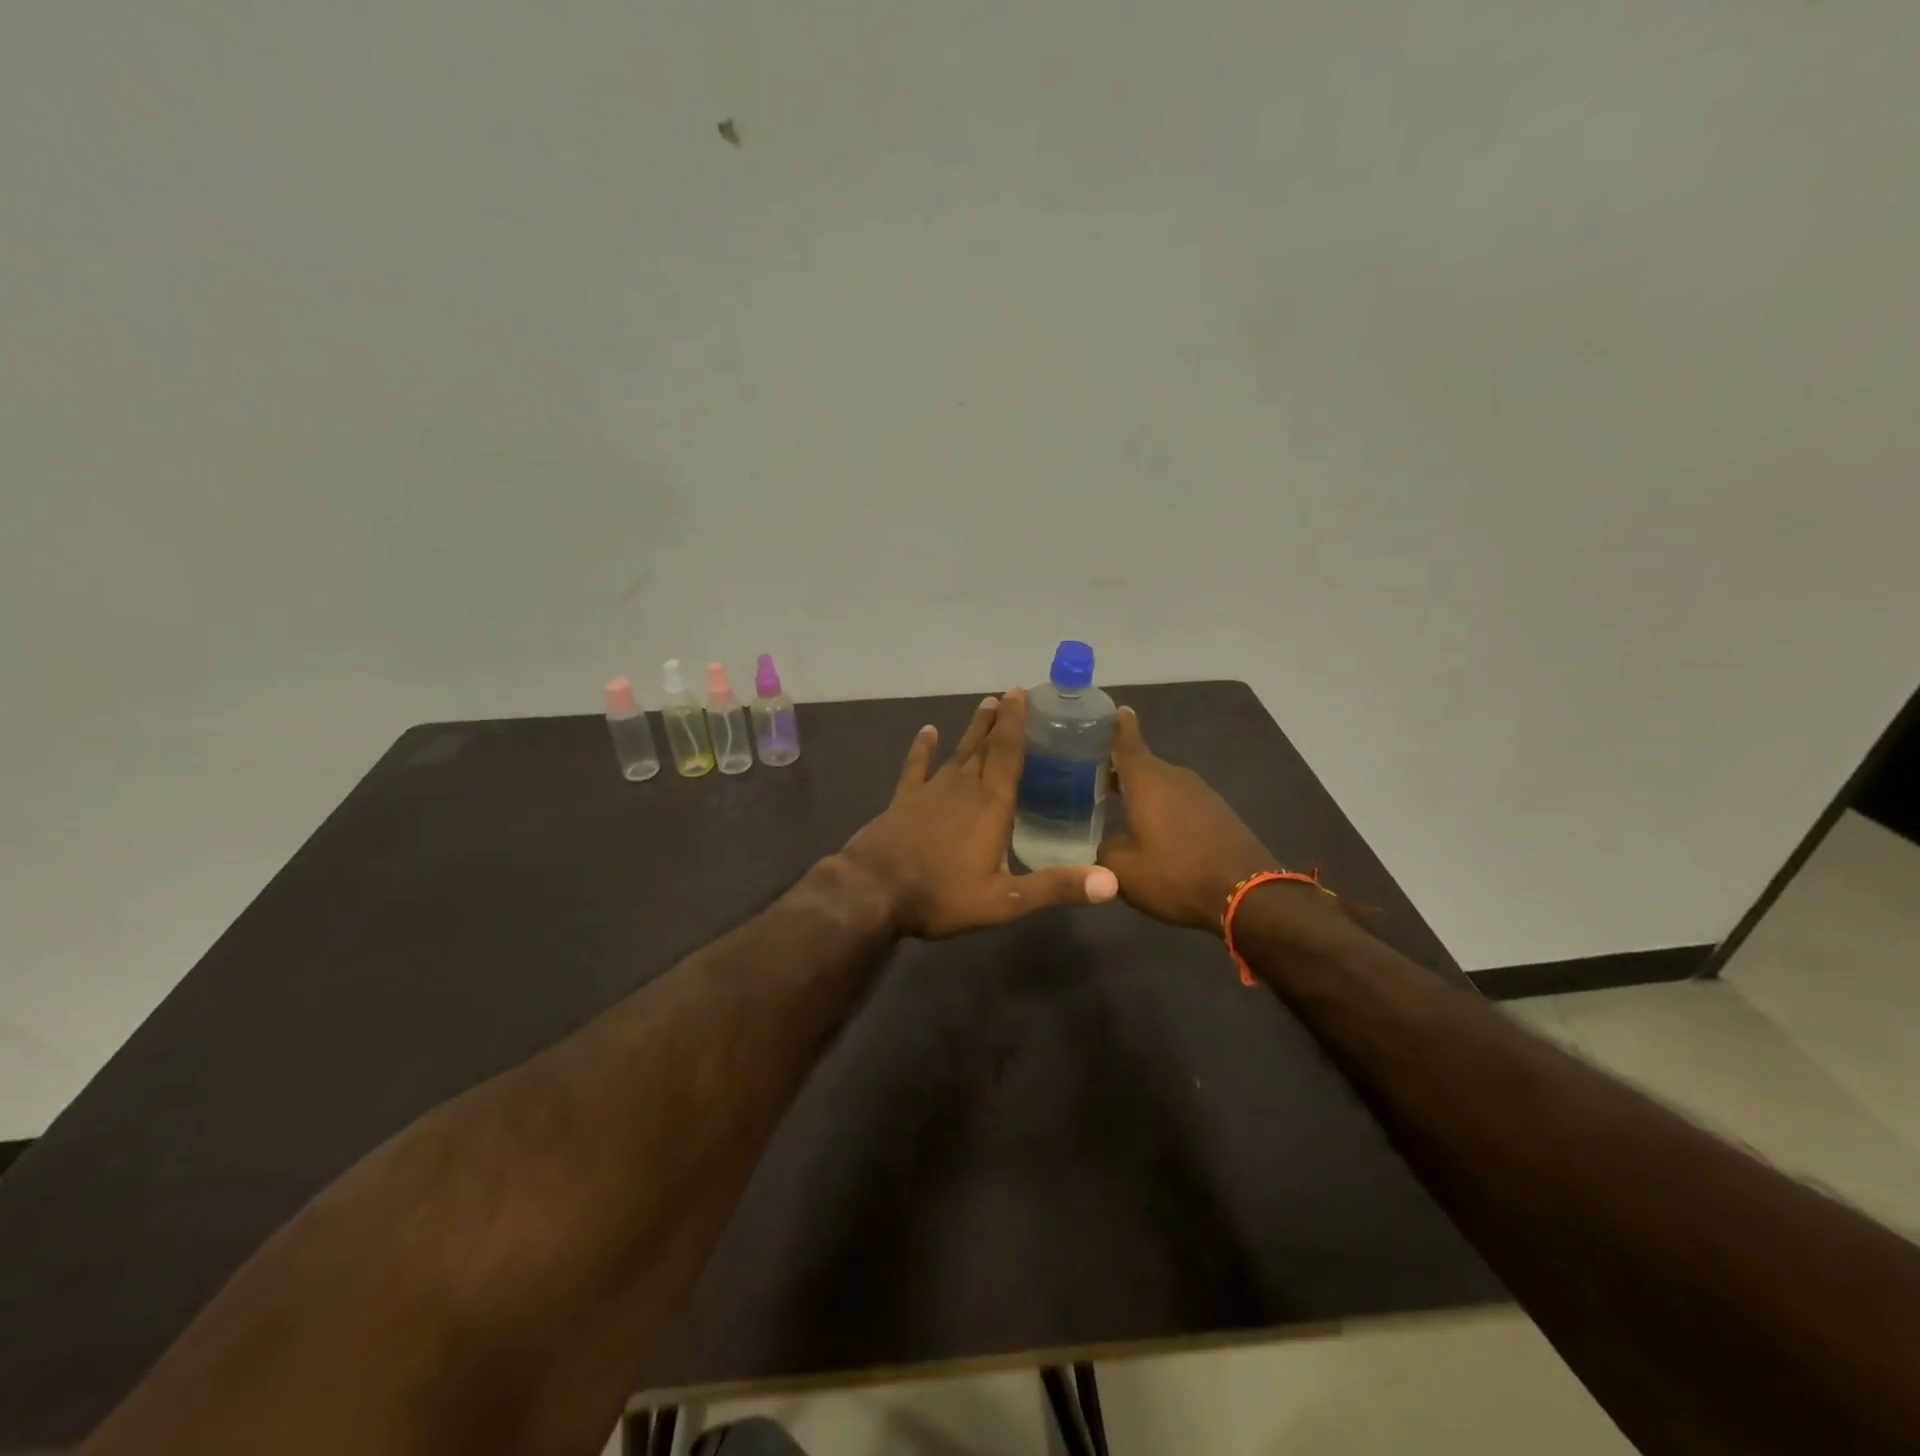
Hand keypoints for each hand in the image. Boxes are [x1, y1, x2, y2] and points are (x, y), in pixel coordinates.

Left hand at [839, 689, 1119, 939]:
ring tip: (984, 705)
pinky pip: (915, 767)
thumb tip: (1112, 882)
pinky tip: (926, 731)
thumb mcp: (1005, 902)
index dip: (1017, 724)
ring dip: (972, 729)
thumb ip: (1057, 887)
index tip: (1021, 695)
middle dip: (999, 720)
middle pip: (985, 746)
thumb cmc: (942, 895)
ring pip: (957, 751)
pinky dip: (922, 748)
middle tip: (1009, 694)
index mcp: (991, 805)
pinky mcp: (903, 800)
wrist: (873, 892)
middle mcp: (963, 788)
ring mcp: (930, 791)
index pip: (1008, 754)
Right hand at [1096, 707, 1282, 931]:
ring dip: (1145, 793)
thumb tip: (1101, 845)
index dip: (1118, 727)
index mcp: (1147, 781)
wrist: (1248, 894)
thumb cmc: (1175, 874)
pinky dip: (1167, 809)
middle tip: (1097, 779)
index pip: (1128, 742)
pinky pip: (1183, 803)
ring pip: (1164, 786)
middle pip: (1143, 766)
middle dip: (1121, 770)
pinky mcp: (1220, 814)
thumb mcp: (1124, 870)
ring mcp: (1202, 794)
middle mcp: (1175, 778)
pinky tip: (1158, 830)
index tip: (1116, 709)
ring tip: (1123, 807)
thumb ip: (1104, 851)